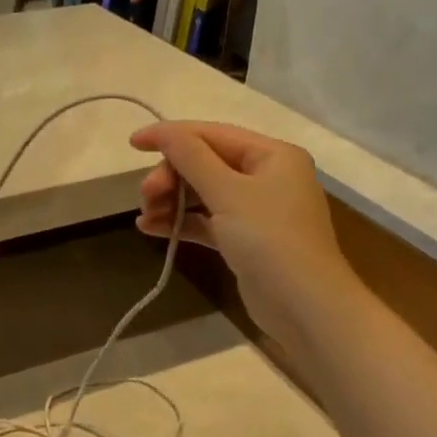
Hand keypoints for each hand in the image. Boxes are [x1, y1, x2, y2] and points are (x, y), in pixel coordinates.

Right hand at [130, 121, 349, 347]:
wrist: (303, 306)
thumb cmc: (269, 239)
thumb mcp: (227, 192)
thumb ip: (191, 158)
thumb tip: (163, 131)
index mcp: (272, 155)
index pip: (212, 134)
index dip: (170, 136)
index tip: (132, 143)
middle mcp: (267, 176)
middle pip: (205, 164)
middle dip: (171, 177)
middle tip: (146, 197)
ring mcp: (256, 210)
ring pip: (203, 194)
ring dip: (171, 201)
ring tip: (145, 218)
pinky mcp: (245, 240)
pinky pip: (207, 221)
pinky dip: (181, 222)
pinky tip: (150, 229)